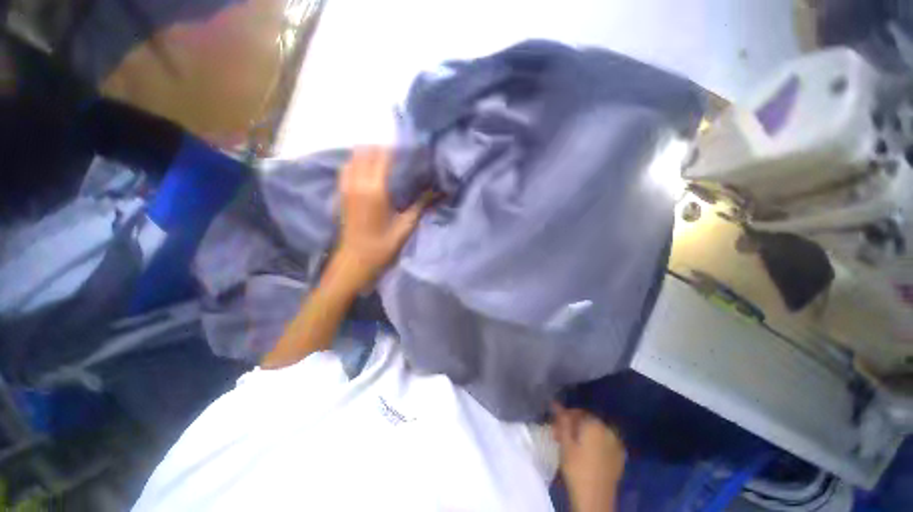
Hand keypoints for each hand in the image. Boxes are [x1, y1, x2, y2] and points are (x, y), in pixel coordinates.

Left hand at [332, 147, 429, 289]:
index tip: (410, 145)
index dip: (397, 147)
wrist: (355, 260)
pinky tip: (370, 168)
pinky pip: (348, 166)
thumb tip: (439, 191)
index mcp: (375, 189)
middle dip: (384, 146)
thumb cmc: (383, 245)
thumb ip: (421, 204)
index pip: (384, 156)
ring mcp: (346, 186)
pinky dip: (359, 161)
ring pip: (355, 156)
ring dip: (370, 152)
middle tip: (401, 152)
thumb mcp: (406, 226)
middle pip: (367, 151)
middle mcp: (358, 182)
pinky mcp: (342, 192)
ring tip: (387, 157)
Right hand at [552, 402, 625, 511]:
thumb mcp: (565, 443)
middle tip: (560, 436)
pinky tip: (586, 453)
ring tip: (572, 445)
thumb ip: (562, 421)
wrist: (595, 499)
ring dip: (583, 435)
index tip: (555, 427)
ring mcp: (616, 444)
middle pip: (587, 421)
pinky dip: (594, 443)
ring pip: (596, 432)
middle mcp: (608, 430)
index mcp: (595, 424)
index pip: (577, 412)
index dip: (564, 417)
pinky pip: (604, 443)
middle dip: (573, 426)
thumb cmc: (576, 468)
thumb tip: (555, 403)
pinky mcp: (619, 457)